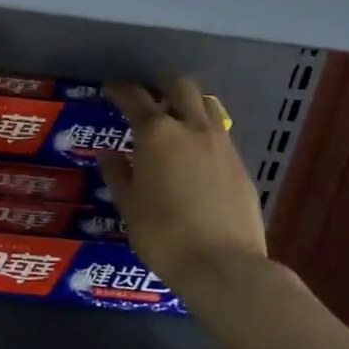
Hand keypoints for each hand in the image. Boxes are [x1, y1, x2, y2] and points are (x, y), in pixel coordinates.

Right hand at [98, 77, 269, 283]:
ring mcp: (222, 144)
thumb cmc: (163, 234)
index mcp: (157, 133)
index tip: (111, 89)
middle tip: (150, 92)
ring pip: (207, 105)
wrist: (223, 264)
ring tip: (177, 116)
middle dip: (162, 84)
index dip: (120, 90)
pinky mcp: (241, 165)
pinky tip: (198, 152)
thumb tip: (107, 153)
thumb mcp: (128, 205)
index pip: (134, 98)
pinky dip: (205, 132)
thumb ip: (117, 173)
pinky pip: (221, 134)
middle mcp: (191, 128)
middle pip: (180, 87)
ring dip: (190, 102)